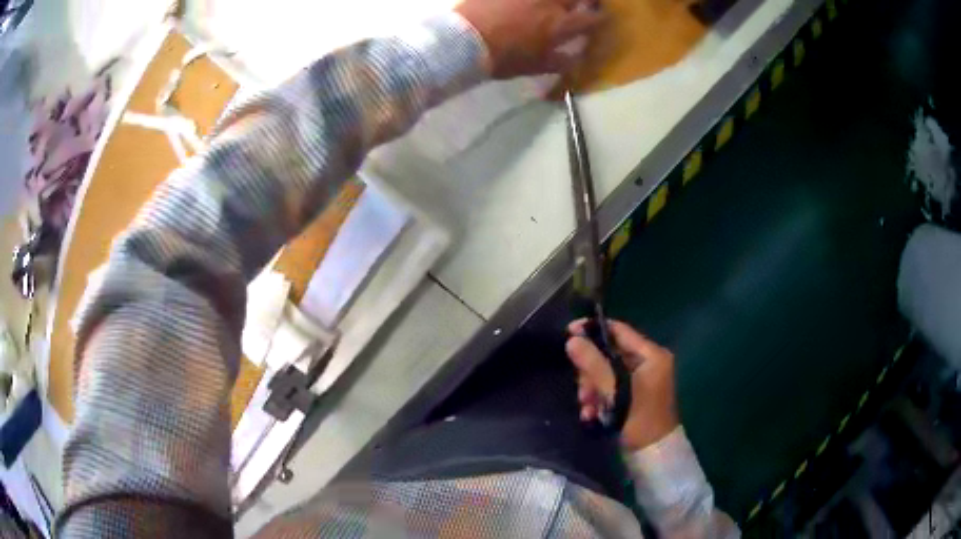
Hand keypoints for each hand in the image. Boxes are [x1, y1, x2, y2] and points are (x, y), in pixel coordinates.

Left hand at [454, 0, 604, 78]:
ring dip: (562, 0)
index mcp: (559, 26)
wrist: (463, 41)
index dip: (599, 17)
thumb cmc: (501, 58)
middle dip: (588, 0)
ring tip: (559, 4)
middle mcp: (551, 4)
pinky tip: (530, 3)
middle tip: (586, 3)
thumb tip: (577, 59)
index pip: (592, 18)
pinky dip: (534, 0)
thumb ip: (559, 61)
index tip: (600, 17)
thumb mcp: (534, 66)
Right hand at [566, 319, 679, 451]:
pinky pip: (610, 387)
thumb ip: (594, 365)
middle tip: (582, 391)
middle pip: (609, 353)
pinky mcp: (634, 394)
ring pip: (606, 372)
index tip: (568, 333)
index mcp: (651, 355)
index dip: (593, 330)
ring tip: (586, 407)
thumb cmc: (639, 421)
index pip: (619, 330)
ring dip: (592, 388)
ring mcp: (641, 379)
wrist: (654, 455)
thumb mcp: (615, 393)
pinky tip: (591, 414)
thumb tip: (572, 340)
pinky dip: (599, 398)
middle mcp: (648, 362)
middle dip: (591, 371)